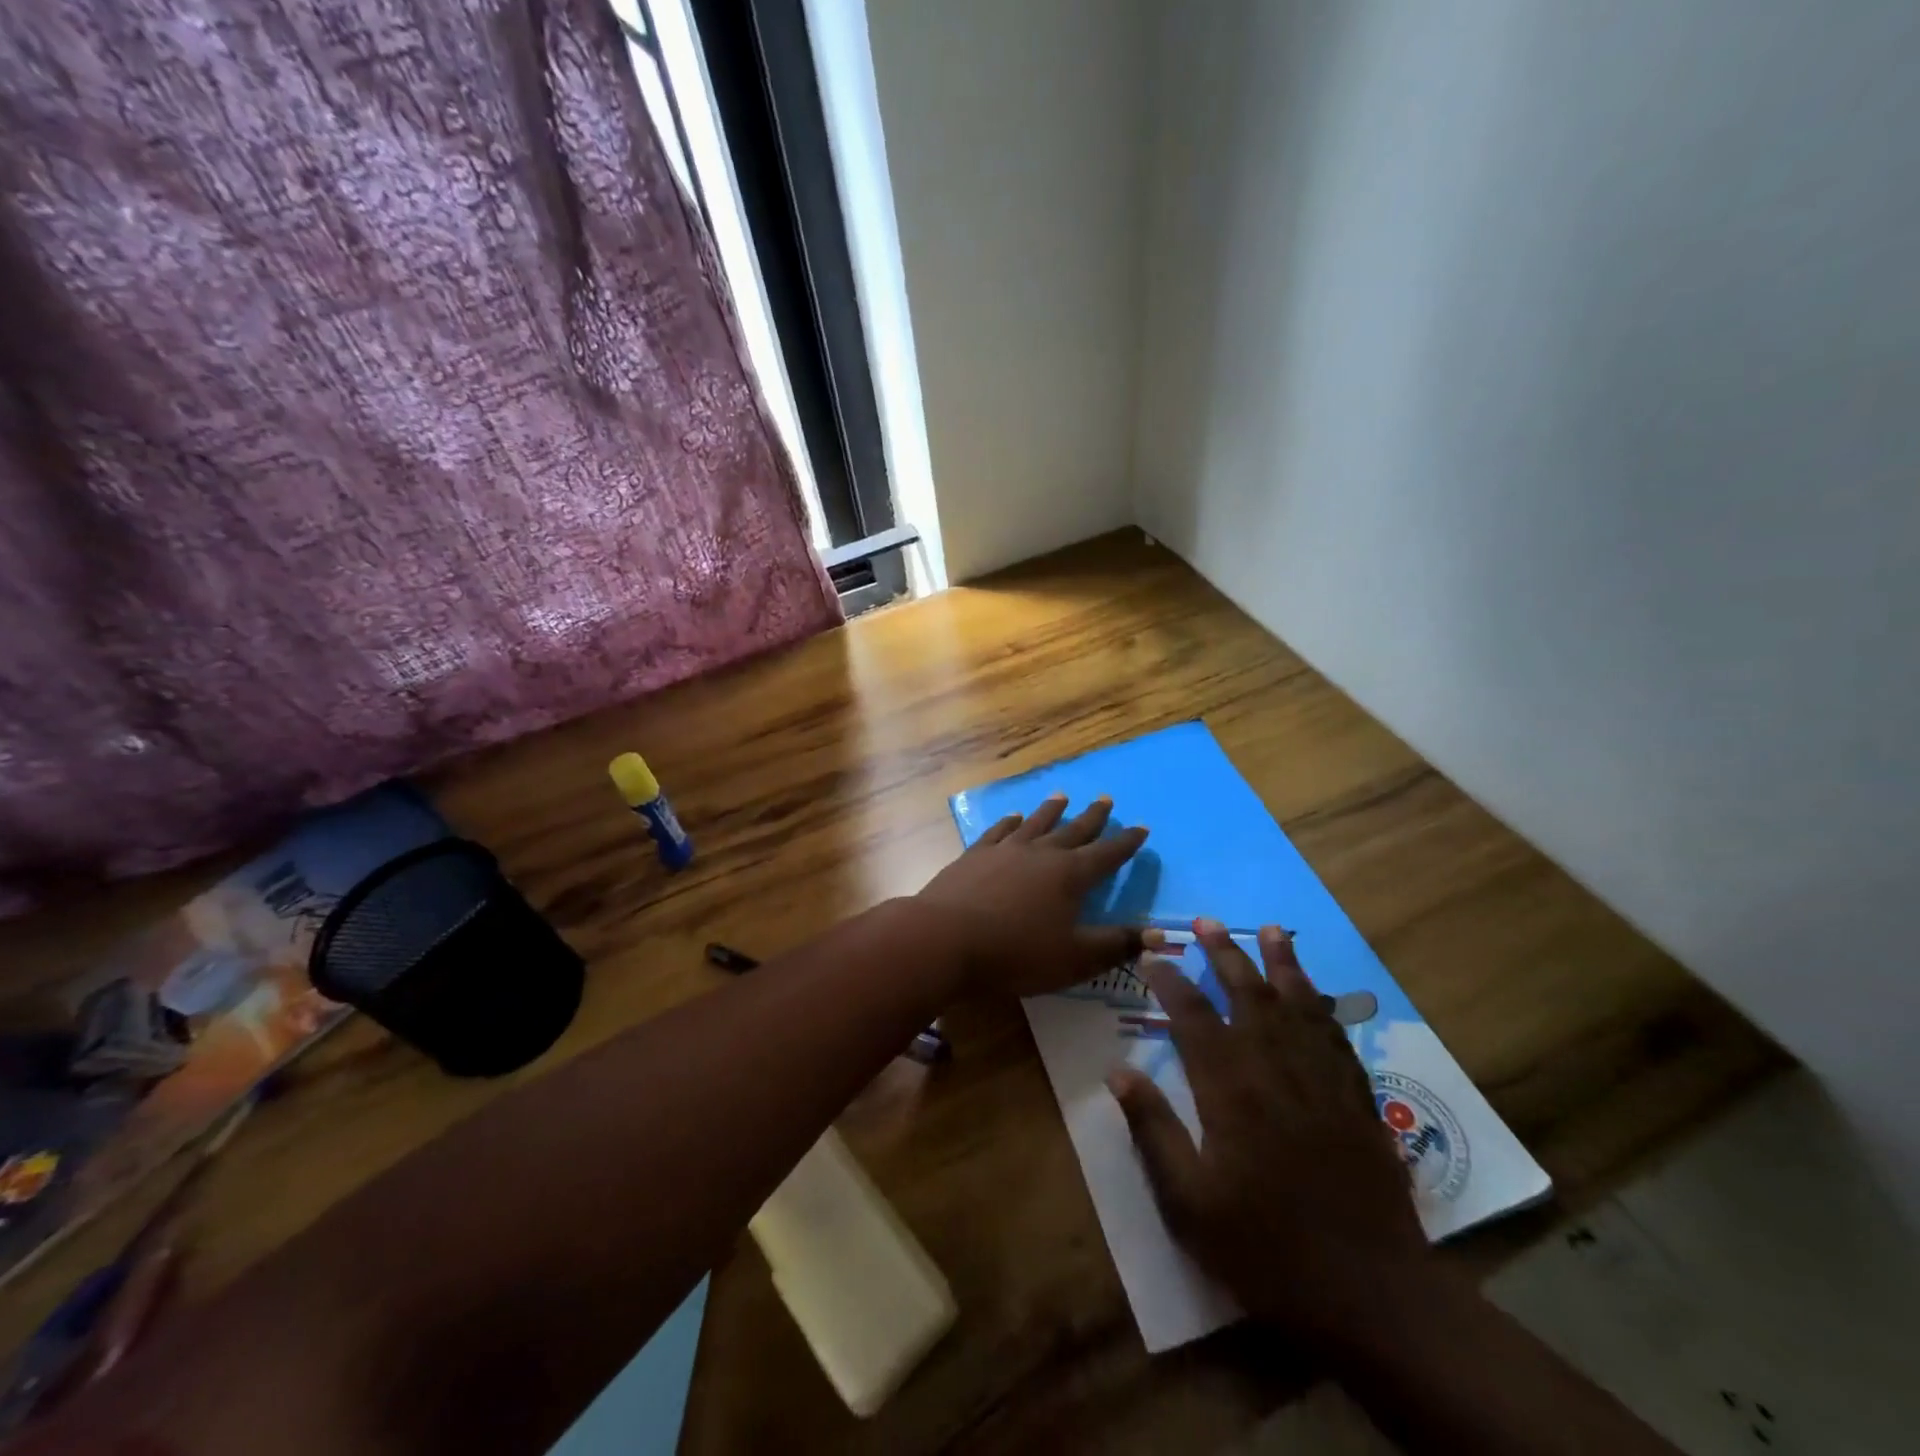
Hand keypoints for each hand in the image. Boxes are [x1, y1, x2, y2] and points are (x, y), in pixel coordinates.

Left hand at [915, 793, 1151, 997]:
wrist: (946, 937)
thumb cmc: (1016, 953)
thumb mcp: (1075, 958)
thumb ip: (1116, 945)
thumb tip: (1158, 934)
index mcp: (1071, 876)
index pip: (1107, 854)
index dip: (1127, 843)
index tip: (1142, 827)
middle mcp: (1041, 853)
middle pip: (1073, 830)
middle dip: (1093, 817)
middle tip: (1106, 799)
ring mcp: (1005, 850)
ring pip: (1036, 823)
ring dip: (1051, 810)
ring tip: (1062, 796)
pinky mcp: (975, 855)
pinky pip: (999, 831)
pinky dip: (1009, 822)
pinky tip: (1013, 817)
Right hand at [1109, 920, 1430, 1341]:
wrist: (1369, 1293)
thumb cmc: (1265, 1248)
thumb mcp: (1188, 1201)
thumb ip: (1152, 1129)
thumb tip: (1118, 1071)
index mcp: (1230, 1087)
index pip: (1192, 1014)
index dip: (1169, 981)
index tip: (1150, 957)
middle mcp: (1275, 1067)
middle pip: (1248, 993)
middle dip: (1224, 953)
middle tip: (1207, 922)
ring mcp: (1322, 1079)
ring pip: (1298, 1003)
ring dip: (1281, 963)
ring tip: (1271, 930)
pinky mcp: (1357, 1098)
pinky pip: (1336, 1035)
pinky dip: (1322, 1005)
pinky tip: (1316, 994)